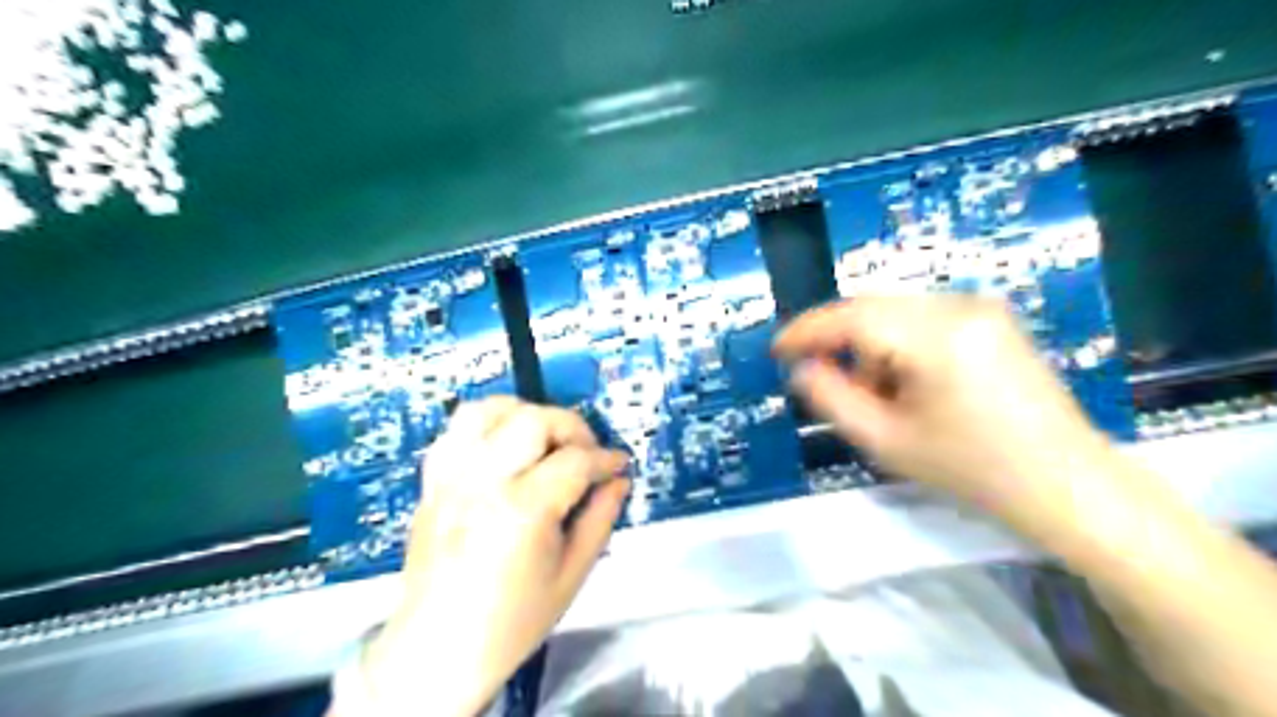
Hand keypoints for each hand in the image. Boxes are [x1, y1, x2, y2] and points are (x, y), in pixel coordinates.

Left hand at [357, 396, 626, 716]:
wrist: (438, 649)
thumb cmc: (513, 621)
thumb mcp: (572, 574)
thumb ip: (601, 518)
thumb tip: (619, 480)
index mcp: (523, 511)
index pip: (576, 460)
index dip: (605, 458)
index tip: (618, 464)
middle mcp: (483, 482)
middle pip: (534, 420)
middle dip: (571, 427)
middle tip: (584, 453)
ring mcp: (452, 477)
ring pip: (489, 410)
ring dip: (525, 414)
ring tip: (544, 441)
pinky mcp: (432, 481)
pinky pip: (456, 429)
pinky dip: (486, 425)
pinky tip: (505, 446)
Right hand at [769, 298, 1118, 542]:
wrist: (1067, 483)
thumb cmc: (973, 470)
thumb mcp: (887, 442)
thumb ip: (832, 399)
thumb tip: (802, 369)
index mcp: (937, 337)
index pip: (852, 317)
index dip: (807, 330)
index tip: (777, 350)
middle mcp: (959, 306)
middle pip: (872, 308)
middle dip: (839, 341)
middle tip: (822, 379)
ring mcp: (980, 308)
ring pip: (894, 312)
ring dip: (870, 346)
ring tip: (875, 395)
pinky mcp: (991, 318)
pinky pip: (922, 318)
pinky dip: (898, 344)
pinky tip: (905, 382)